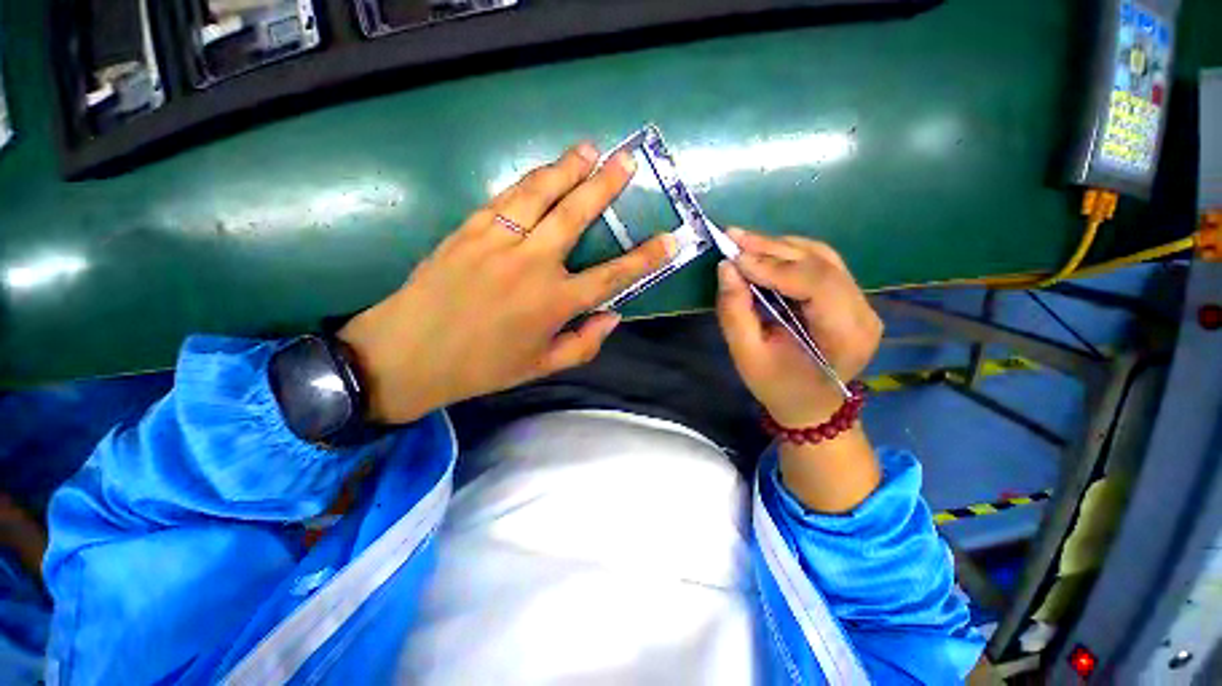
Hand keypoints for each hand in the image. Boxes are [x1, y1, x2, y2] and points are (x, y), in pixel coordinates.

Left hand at [339, 143, 674, 423]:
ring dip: (566, 168)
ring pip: (539, 194)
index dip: (645, 258)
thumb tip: (613, 315)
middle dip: (605, 185)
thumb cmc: (482, 367)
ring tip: (588, 149)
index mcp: (553, 304)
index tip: (670, 239)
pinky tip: (543, 172)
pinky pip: (505, 198)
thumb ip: (584, 344)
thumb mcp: (541, 366)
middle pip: (576, 215)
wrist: (408, 354)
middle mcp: (531, 265)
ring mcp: (497, 241)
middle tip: (626, 161)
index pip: (611, 276)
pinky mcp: (468, 230)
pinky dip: (529, 181)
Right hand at [716, 229, 882, 427]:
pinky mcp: (850, 296)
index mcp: (844, 337)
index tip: (734, 258)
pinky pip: (821, 263)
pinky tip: (764, 253)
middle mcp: (863, 312)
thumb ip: (735, 313)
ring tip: (744, 242)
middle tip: (733, 237)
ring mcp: (861, 301)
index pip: (816, 285)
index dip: (774, 267)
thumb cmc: (778, 387)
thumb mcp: (748, 356)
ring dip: (780, 247)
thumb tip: (726, 268)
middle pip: (821, 264)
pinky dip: (789, 254)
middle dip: (772, 248)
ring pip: (822, 257)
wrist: (811, 404)